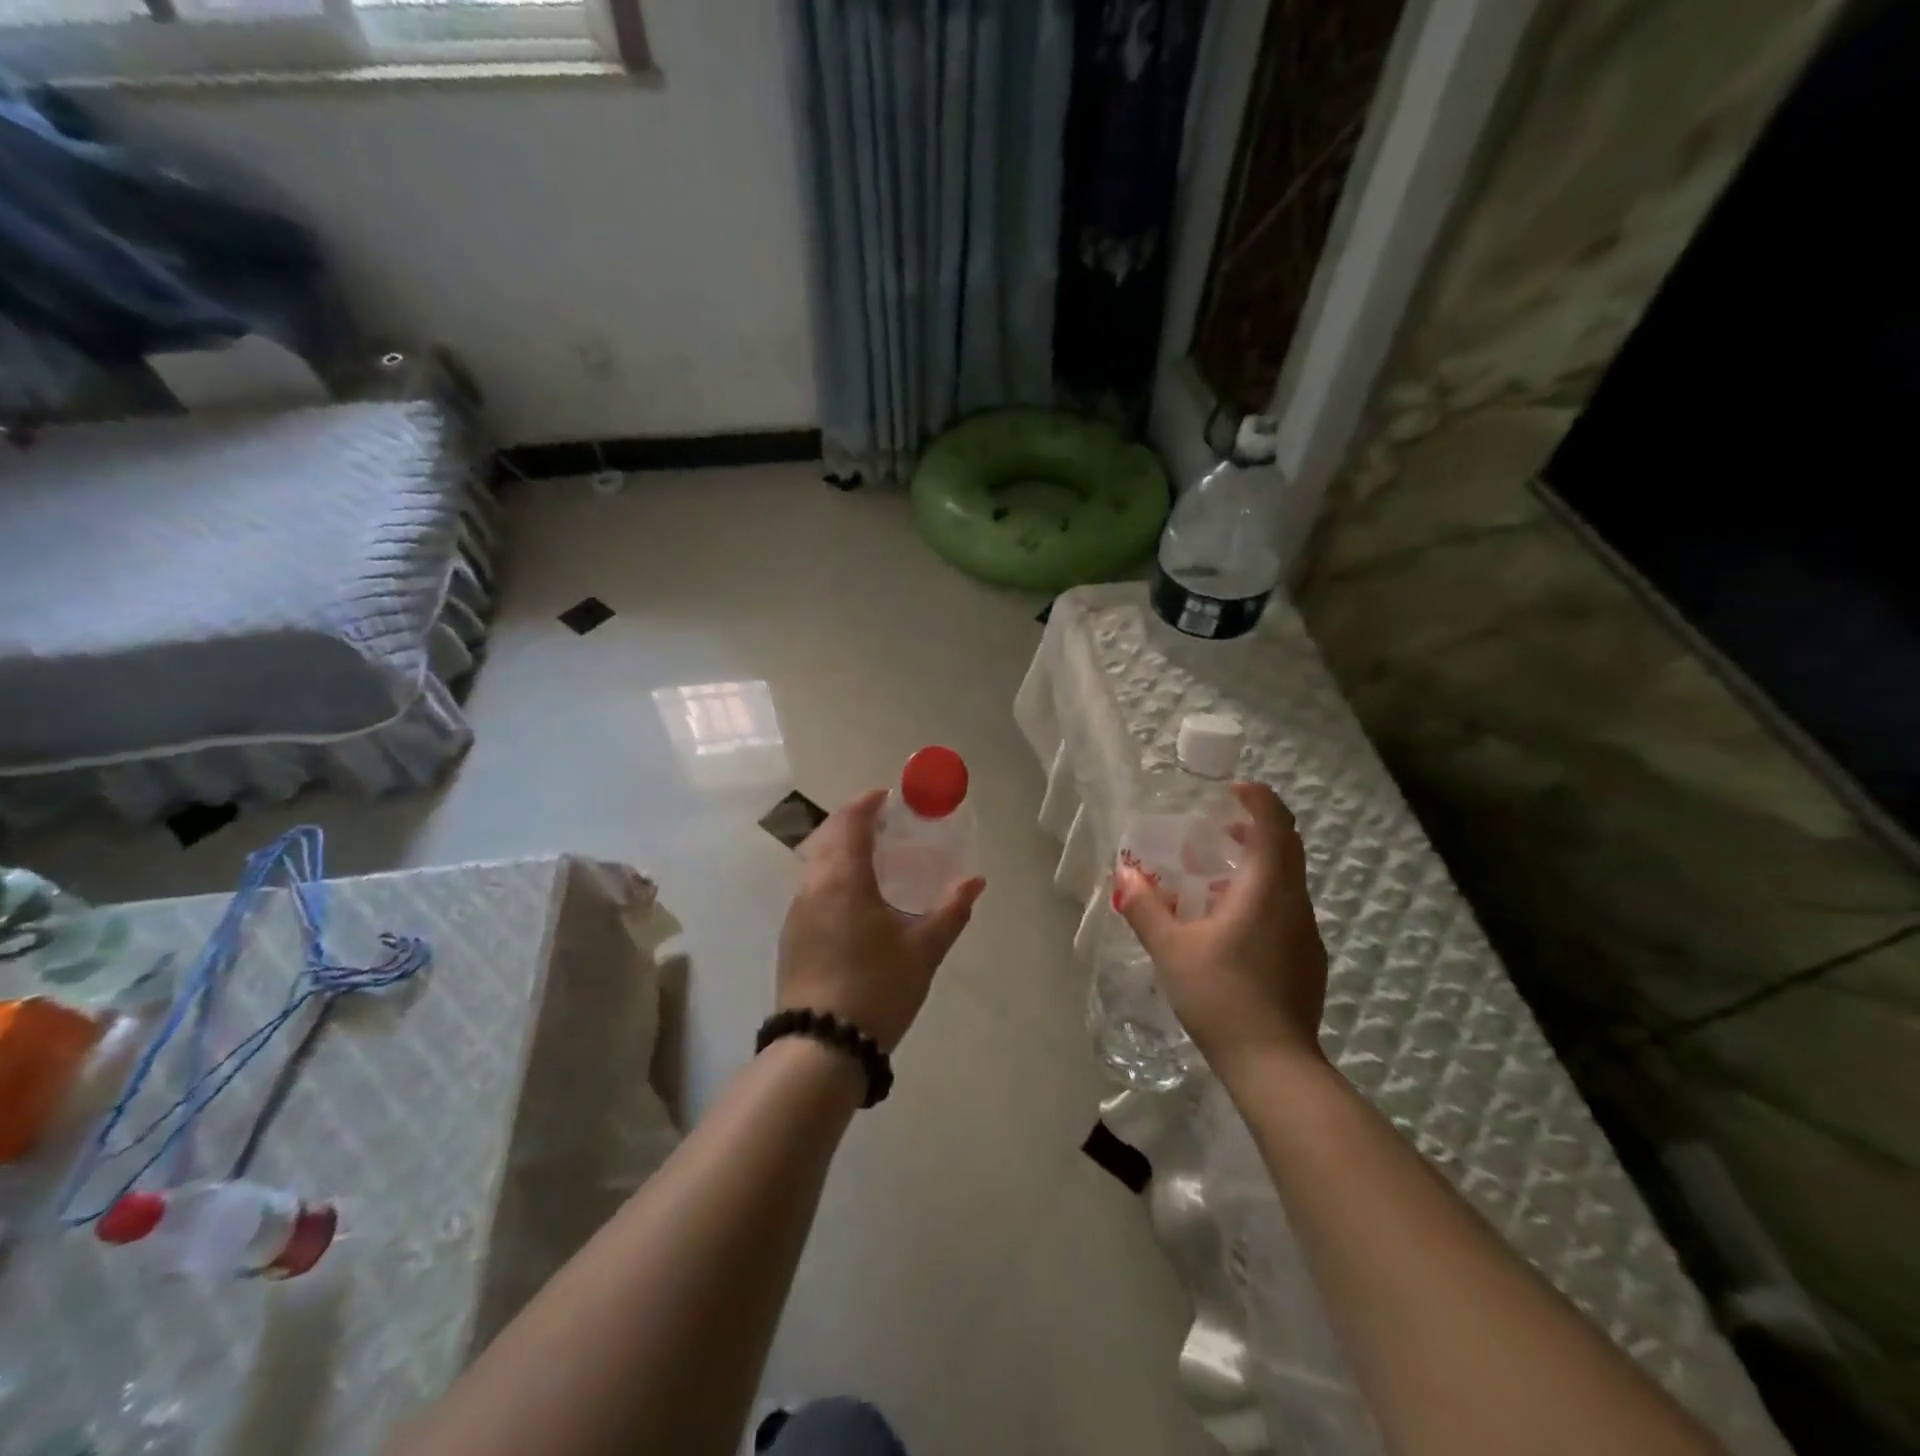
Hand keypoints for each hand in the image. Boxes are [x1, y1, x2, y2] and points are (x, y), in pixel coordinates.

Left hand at [777, 789, 985, 1051]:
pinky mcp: (791, 936)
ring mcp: (796, 912)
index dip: (867, 803)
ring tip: (871, 858)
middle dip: (851, 821)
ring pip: (814, 862)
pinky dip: (830, 874)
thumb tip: (975, 881)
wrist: (821, 1046)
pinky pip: (810, 887)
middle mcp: (813, 886)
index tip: (888, 796)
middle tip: (882, 824)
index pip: (850, 822)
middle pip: (826, 836)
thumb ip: (951, 910)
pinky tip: (852, 898)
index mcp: (844, 879)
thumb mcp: (924, 949)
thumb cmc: (877, 988)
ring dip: (838, 848)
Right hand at [1114, 782, 1327, 1073]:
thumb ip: (1145, 906)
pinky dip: (1263, 895)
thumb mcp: (1171, 948)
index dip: (1256, 798)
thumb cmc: (1220, 994)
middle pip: (1286, 846)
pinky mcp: (1309, 958)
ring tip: (1214, 876)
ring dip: (1258, 863)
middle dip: (1255, 827)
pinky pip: (1287, 907)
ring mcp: (1307, 932)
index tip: (1229, 792)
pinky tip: (1231, 924)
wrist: (1273, 1063)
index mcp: (1267, 887)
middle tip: (1216, 828)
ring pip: (1288, 879)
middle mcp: (1295, 901)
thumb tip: (1124, 873)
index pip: (1274, 822)